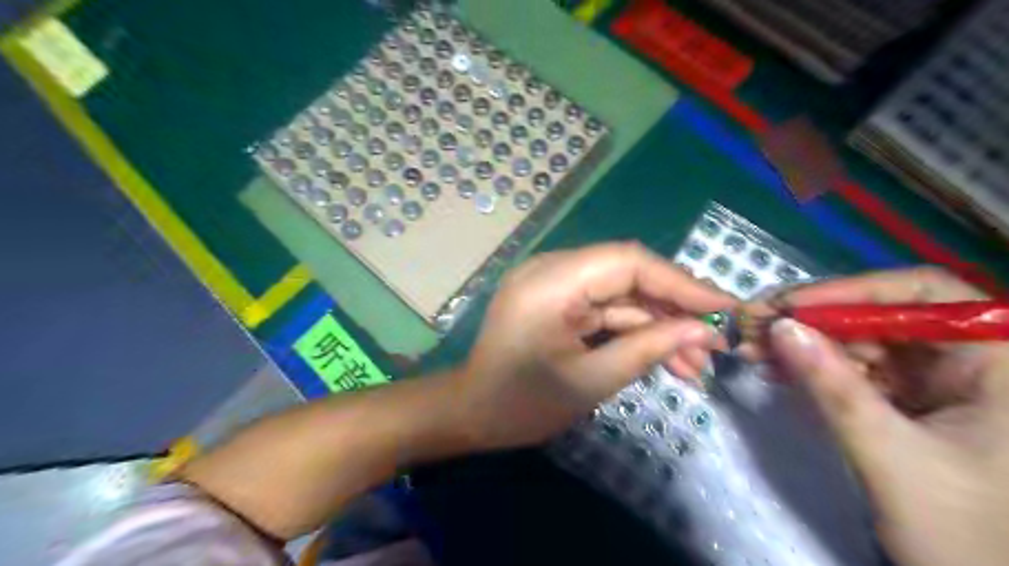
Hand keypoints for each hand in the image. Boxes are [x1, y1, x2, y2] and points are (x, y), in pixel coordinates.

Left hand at [455, 243, 734, 450]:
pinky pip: (602, 307)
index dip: (681, 282)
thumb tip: (703, 331)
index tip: (725, 307)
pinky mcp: (556, 299)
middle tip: (715, 343)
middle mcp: (551, 269)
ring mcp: (552, 282)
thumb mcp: (591, 381)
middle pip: (628, 275)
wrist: (471, 413)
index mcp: (551, 282)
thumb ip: (648, 349)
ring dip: (656, 325)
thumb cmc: (522, 404)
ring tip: (696, 364)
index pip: (628, 262)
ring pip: (619, 294)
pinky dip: (632, 329)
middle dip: (673, 309)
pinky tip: (664, 356)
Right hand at [761, 267, 1008, 565]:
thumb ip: (834, 388)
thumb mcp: (892, 455)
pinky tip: (775, 368)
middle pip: (880, 314)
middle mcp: (966, 359)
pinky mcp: (907, 399)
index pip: (921, 295)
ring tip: (752, 348)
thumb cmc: (963, 532)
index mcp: (996, 363)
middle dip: (812, 319)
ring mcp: (935, 380)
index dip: (851, 290)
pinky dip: (812, 366)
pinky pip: (853, 368)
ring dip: (803, 342)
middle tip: (754, 324)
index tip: (790, 306)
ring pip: (859, 340)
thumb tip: (781, 328)